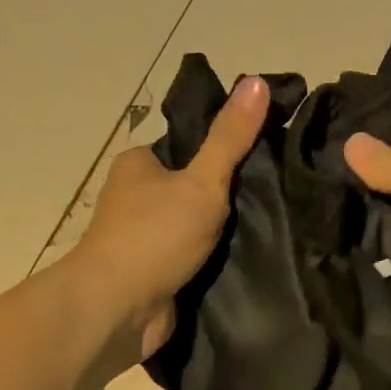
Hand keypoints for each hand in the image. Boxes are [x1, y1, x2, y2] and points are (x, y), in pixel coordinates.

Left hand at [70, 75, 268, 360]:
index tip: (264, 158)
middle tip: (272, 197)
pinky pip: (190, 255)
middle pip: (191, 185)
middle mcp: (135, 197)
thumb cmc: (155, 236)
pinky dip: (211, 258)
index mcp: (139, 164)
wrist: (118, 309)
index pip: (188, 145)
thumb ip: (230, 138)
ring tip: (270, 227)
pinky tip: (247, 258)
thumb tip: (256, 80)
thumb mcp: (201, 181)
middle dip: (226, 195)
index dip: (225, 149)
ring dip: (221, 230)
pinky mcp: (152, 271)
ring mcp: (142, 237)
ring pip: (192, 223)